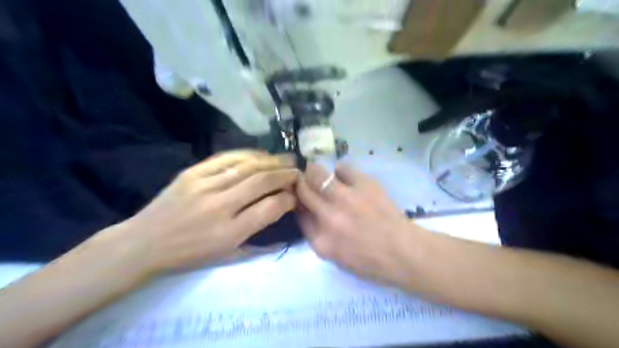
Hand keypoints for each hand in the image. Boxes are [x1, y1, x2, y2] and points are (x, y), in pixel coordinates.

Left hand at [109, 149, 300, 274]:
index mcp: (230, 233)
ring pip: (247, 166)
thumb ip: (260, 242)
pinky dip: (248, 154)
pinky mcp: (192, 173)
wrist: (145, 243)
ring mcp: (204, 186)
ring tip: (286, 159)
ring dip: (271, 161)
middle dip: (285, 174)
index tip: (295, 195)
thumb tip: (284, 223)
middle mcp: (220, 207)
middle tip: (297, 171)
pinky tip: (261, 154)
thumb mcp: (227, 256)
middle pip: (262, 181)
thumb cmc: (190, 254)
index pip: (270, 208)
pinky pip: (226, 158)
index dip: (289, 198)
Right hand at [296, 164, 417, 283]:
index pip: (298, 212)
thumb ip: (315, 234)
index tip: (300, 198)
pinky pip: (342, 168)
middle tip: (306, 182)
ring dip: (314, 172)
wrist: (403, 252)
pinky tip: (344, 177)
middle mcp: (328, 216)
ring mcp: (346, 198)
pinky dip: (339, 171)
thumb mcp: (334, 256)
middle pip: (303, 190)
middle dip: (300, 183)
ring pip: (317, 174)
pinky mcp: (364, 184)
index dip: (296, 201)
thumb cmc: (369, 260)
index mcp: (320, 239)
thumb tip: (305, 210)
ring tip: (320, 174)